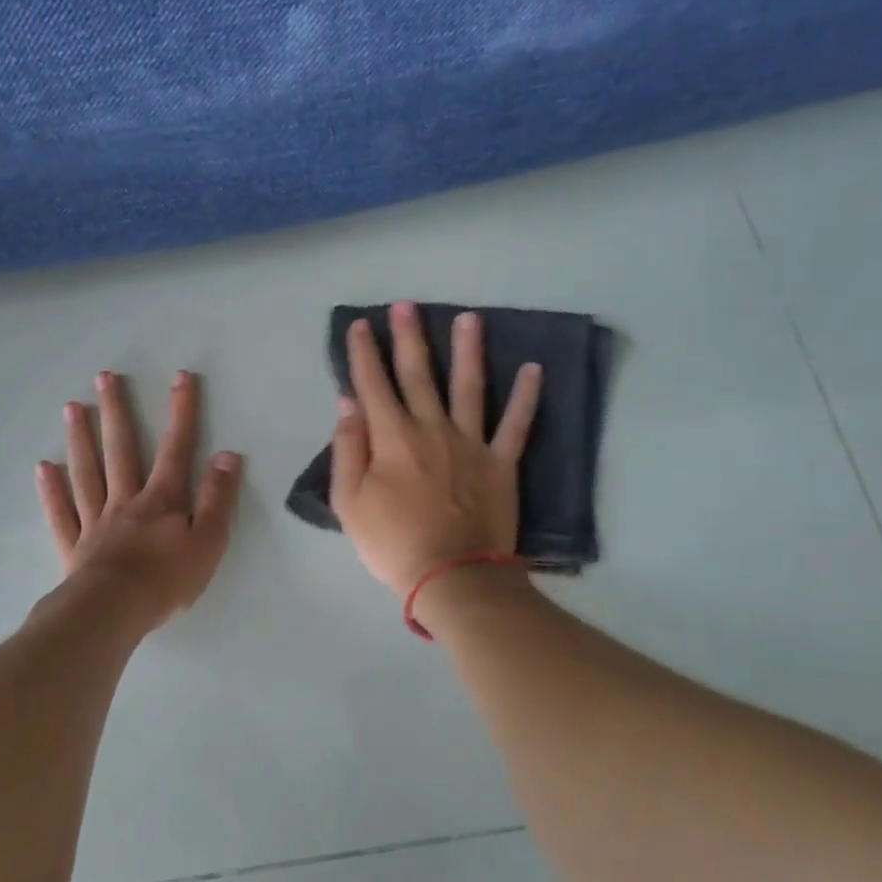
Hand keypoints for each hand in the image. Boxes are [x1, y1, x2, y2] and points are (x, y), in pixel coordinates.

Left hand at [37, 369, 243, 630]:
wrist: (115, 612)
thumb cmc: (168, 579)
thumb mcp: (209, 540)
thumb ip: (217, 498)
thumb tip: (227, 455)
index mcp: (162, 500)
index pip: (177, 448)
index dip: (181, 412)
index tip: (180, 377)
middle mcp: (126, 501)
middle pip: (121, 450)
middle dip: (116, 412)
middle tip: (104, 377)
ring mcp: (96, 522)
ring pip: (87, 473)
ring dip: (80, 439)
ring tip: (71, 407)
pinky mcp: (75, 547)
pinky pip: (62, 513)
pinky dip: (52, 490)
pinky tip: (43, 468)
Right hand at [329, 302, 540, 595]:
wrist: (452, 576)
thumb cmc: (392, 542)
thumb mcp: (350, 502)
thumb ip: (349, 448)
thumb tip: (348, 403)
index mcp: (392, 437)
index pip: (373, 385)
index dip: (363, 353)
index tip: (359, 325)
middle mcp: (432, 428)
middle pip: (418, 374)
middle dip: (409, 338)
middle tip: (407, 305)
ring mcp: (471, 442)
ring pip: (469, 386)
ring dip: (468, 350)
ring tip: (470, 318)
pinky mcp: (501, 462)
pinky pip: (516, 424)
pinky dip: (526, 396)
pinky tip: (533, 369)